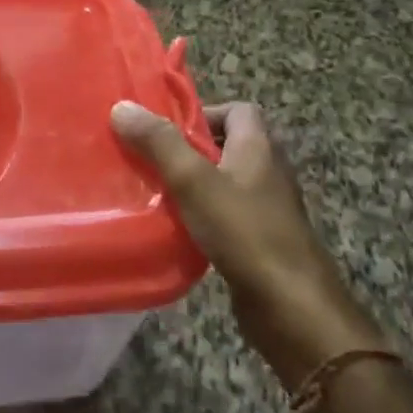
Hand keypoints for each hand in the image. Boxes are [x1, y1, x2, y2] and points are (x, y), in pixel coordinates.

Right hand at [112, 99, 384, 390]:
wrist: (290, 306)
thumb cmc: (243, 232)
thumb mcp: (193, 181)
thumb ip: (159, 143)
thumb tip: (122, 106)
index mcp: (258, 148)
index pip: (238, 110)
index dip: (203, 113)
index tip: (166, 130)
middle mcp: (267, 172)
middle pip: (227, 146)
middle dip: (188, 150)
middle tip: (149, 159)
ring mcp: (266, 209)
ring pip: (224, 182)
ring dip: (192, 184)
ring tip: (153, 191)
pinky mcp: (259, 240)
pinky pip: (225, 214)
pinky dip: (201, 215)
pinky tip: (174, 228)